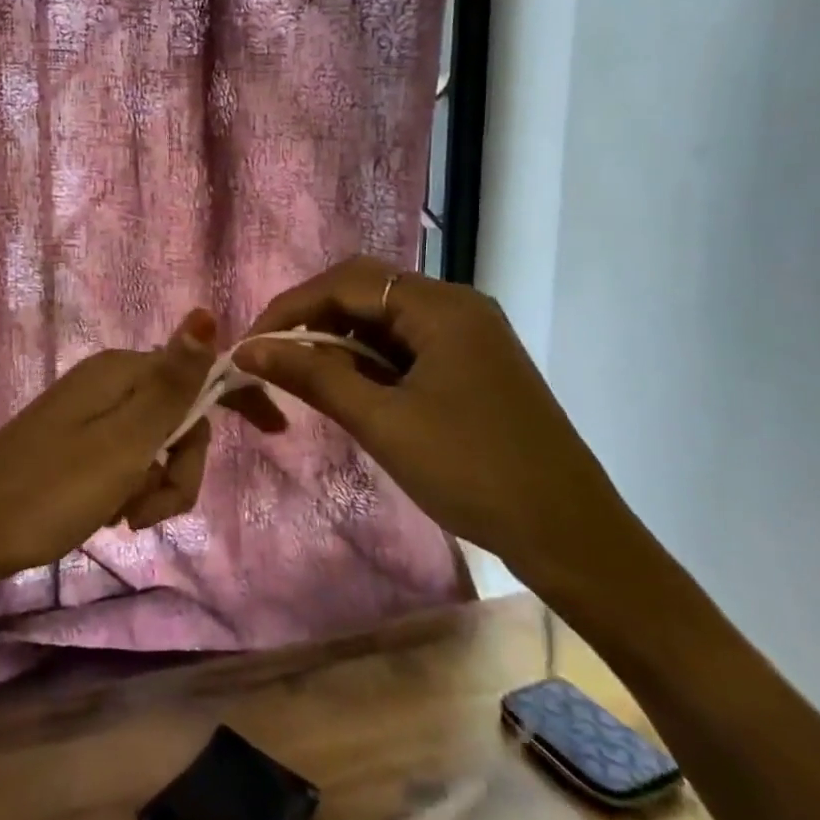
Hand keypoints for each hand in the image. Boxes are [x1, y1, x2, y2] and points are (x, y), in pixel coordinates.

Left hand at [0, 309, 285, 582]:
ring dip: (155, 486)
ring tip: (122, 520)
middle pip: (179, 417)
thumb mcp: (123, 442)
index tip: (276, 432)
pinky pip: (127, 459)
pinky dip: (130, 489)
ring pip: (155, 444)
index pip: (200, 371)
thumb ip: (171, 383)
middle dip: (180, 468)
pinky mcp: (76, 441)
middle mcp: (107, 381)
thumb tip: (207, 312)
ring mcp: (89, 412)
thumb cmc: (50, 491)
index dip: (239, 398)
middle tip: (149, 512)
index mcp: (120, 372)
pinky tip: (107, 516)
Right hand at [235, 256, 637, 592]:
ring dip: (339, 341)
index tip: (250, 346)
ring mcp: (469, 334)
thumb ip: (314, 376)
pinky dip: (369, 360)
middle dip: (312, 320)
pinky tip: (348, 388)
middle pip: (366, 291)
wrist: (571, 536)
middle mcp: (456, 306)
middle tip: (271, 358)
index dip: (290, 309)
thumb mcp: (383, 422)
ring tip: (301, 376)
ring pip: (385, 319)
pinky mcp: (472, 364)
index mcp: (441, 307)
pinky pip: (406, 344)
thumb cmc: (473, 472)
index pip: (346, 283)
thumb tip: (248, 350)